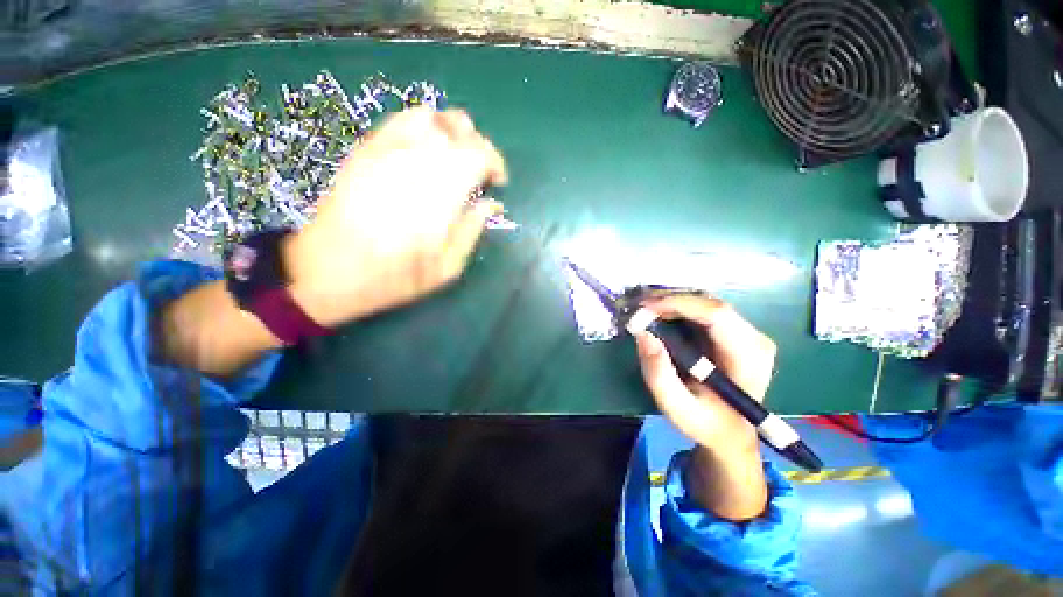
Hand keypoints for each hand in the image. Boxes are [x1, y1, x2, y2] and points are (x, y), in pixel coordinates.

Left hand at [284, 107, 507, 327]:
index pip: (479, 153)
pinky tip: (425, 150)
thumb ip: (472, 231)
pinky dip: (423, 126)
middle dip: (478, 148)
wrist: (328, 272)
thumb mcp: (447, 268)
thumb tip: (491, 205)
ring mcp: (387, 150)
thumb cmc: (394, 277)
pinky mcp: (366, 149)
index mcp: (440, 192)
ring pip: (431, 116)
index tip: (497, 182)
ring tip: (455, 157)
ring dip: (452, 133)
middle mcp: (416, 161)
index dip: (495, 163)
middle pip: (459, 130)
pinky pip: (401, 120)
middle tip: (479, 173)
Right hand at [634, 294, 775, 519]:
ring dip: (672, 301)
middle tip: (638, 306)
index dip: (678, 304)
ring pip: (705, 301)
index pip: (716, 314)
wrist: (731, 433)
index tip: (644, 308)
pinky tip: (659, 313)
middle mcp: (754, 338)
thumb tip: (643, 334)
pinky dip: (677, 307)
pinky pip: (703, 309)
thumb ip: (659, 375)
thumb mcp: (677, 407)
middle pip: (709, 303)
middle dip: (670, 299)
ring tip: (644, 309)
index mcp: (748, 357)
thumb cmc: (706, 423)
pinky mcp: (735, 332)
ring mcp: (746, 333)